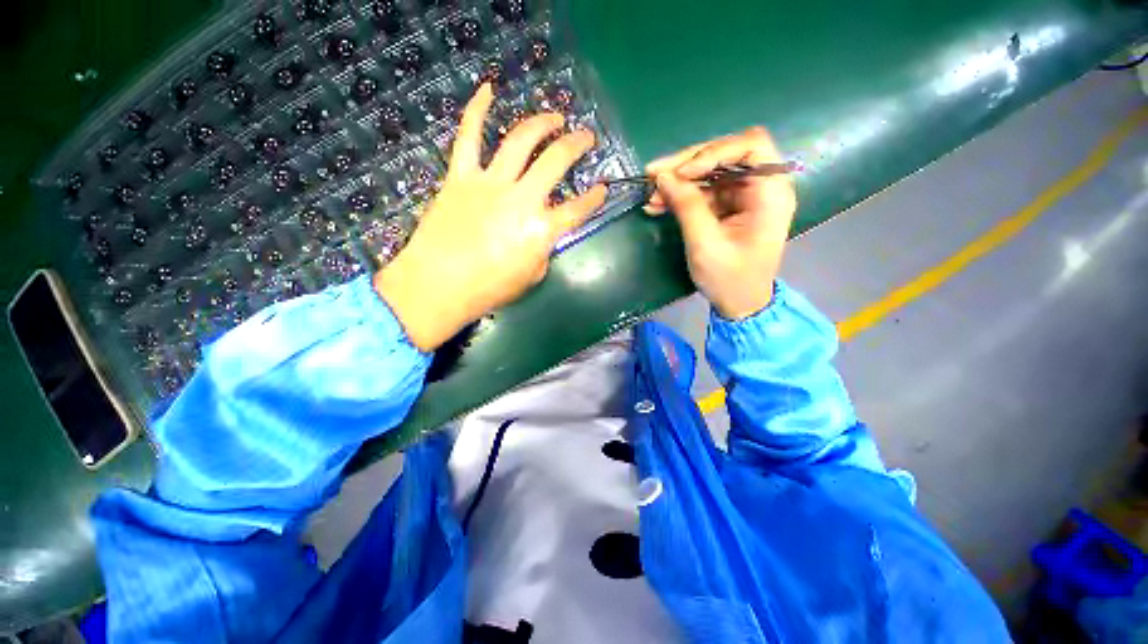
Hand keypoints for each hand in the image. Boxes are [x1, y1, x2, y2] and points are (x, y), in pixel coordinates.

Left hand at [375, 83, 607, 350]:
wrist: (438, 286)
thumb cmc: (488, 290)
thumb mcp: (531, 276)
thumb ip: (543, 250)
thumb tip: (543, 234)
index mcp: (541, 230)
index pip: (577, 209)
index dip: (594, 198)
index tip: (602, 188)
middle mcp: (521, 200)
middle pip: (556, 163)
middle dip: (576, 145)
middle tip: (586, 137)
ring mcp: (490, 184)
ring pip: (520, 141)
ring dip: (541, 123)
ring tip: (555, 117)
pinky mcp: (461, 177)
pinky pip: (469, 137)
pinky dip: (477, 110)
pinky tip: (489, 89)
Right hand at [644, 127, 796, 319]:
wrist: (740, 304)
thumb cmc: (730, 279)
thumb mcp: (705, 244)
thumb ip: (687, 206)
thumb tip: (663, 176)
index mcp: (770, 193)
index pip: (751, 146)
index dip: (714, 151)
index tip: (682, 173)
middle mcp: (761, 186)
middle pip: (725, 155)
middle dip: (687, 164)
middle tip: (653, 174)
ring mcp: (744, 195)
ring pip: (709, 172)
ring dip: (678, 181)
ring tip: (651, 197)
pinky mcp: (729, 206)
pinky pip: (703, 190)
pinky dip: (680, 195)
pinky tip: (658, 204)